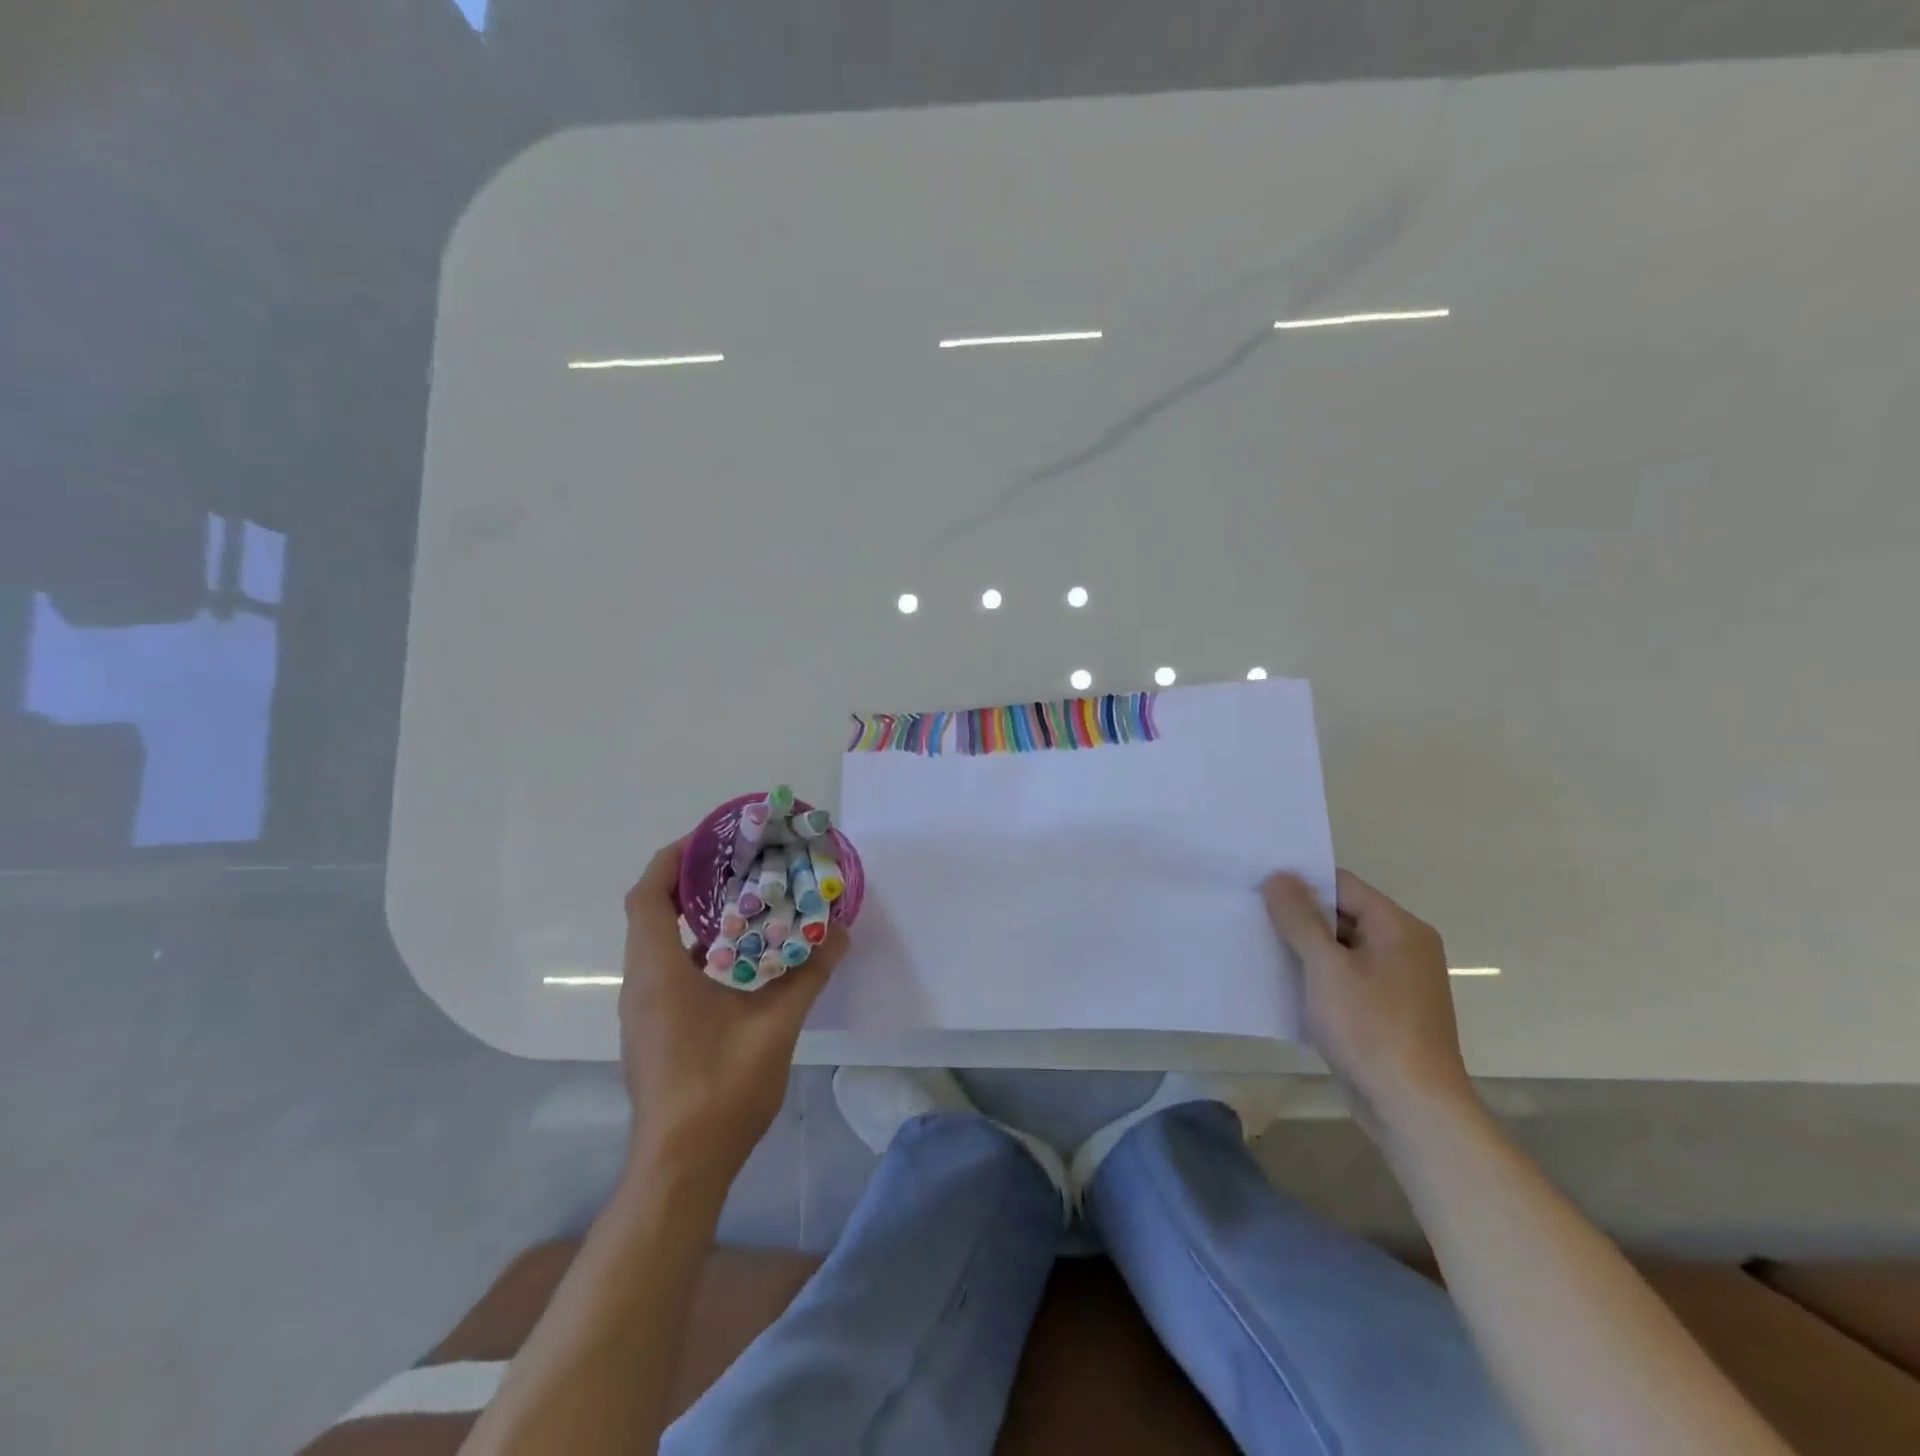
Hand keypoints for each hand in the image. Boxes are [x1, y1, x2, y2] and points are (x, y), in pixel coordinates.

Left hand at [618, 838, 847, 1187]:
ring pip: (658, 944)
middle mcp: (641, 984)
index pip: (647, 897)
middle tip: (738, 864)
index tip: (708, 838)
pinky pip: (667, 970)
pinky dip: (695, 949)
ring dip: (692, 917)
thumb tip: (839, 933)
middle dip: (688, 882)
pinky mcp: (653, 1031)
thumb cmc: (720, 1089)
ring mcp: (643, 1011)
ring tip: (743, 902)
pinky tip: (739, 959)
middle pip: (650, 914)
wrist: (681, 1167)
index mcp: (659, 973)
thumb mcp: (775, 1027)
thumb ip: (808, 976)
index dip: (671, 860)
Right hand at [1262, 868, 1476, 1136]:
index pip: (1342, 885)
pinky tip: (1286, 984)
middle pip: (1343, 914)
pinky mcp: (1389, 1011)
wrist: (1413, 1109)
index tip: (1258, 887)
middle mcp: (1405, 947)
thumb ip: (1300, 919)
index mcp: (1399, 928)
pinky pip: (1348, 978)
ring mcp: (1399, 982)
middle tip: (1252, 916)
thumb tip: (1279, 877)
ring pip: (1343, 949)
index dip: (1301, 882)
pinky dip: (1320, 977)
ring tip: (1261, 946)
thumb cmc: (1370, 1029)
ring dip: (1306, 948)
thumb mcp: (1326, 967)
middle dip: (1299, 916)